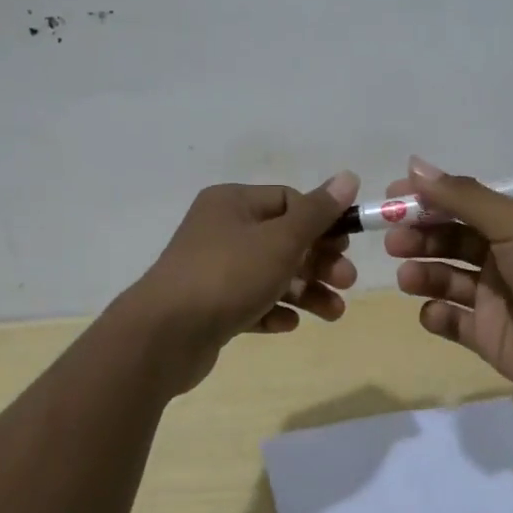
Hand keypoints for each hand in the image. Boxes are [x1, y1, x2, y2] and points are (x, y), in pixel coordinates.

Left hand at [126, 173, 360, 391]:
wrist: (163, 336)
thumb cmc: (227, 275)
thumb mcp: (280, 240)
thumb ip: (317, 212)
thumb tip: (349, 176)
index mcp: (232, 203)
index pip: (288, 201)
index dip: (321, 221)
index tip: (346, 246)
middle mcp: (220, 230)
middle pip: (282, 239)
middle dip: (318, 261)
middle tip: (346, 282)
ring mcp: (212, 269)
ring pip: (270, 274)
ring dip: (305, 290)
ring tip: (334, 313)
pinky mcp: (209, 306)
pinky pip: (250, 302)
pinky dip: (273, 310)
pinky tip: (290, 325)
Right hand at [386, 157, 512, 408]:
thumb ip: (461, 197)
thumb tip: (413, 165)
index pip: (464, 202)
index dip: (429, 198)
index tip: (392, 196)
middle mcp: (506, 254)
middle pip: (450, 239)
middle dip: (419, 236)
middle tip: (392, 240)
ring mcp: (496, 296)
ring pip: (447, 278)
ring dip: (423, 273)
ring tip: (407, 276)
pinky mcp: (489, 335)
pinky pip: (453, 321)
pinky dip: (437, 315)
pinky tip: (434, 312)